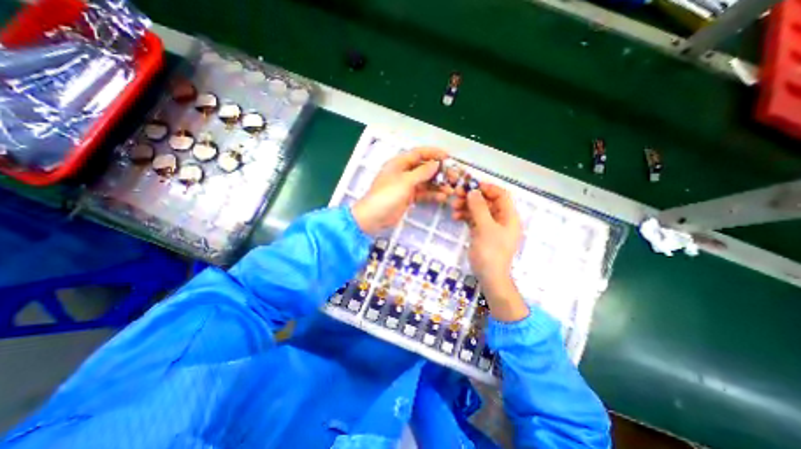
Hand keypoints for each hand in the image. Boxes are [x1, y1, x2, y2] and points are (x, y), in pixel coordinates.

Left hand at [352, 148, 449, 234]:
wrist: (374, 217)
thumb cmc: (387, 195)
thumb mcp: (405, 181)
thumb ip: (422, 172)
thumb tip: (436, 163)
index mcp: (399, 163)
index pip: (419, 153)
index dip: (434, 153)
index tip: (448, 157)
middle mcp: (404, 172)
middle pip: (424, 168)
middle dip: (439, 172)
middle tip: (453, 177)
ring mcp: (406, 185)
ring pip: (425, 182)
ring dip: (438, 185)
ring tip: (451, 190)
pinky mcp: (408, 197)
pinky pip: (423, 193)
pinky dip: (432, 195)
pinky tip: (442, 197)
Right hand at [453, 182, 529, 321]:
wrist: (489, 276)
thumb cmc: (491, 252)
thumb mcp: (485, 228)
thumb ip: (479, 208)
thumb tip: (473, 191)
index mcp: (509, 217)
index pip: (501, 195)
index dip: (488, 188)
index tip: (471, 186)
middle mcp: (501, 219)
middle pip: (487, 201)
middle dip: (472, 197)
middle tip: (457, 195)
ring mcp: (490, 226)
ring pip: (478, 210)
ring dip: (466, 206)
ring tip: (453, 207)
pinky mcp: (481, 232)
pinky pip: (473, 219)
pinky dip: (465, 216)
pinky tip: (455, 217)